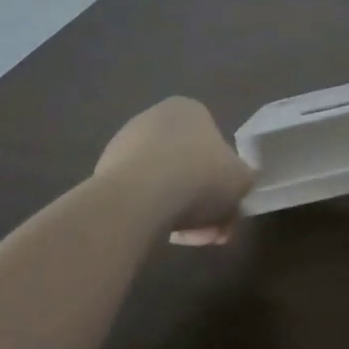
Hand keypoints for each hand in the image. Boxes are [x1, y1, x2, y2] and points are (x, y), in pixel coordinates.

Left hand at [94, 97, 253, 243]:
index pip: (214, 144)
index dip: (225, 180)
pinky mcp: (103, 174)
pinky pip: (138, 197)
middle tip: (212, 231)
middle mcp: (155, 118)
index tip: (227, 207)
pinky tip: (158, 236)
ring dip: (179, 212)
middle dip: (203, 201)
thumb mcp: (242, 179)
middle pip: (189, 167)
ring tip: (186, 239)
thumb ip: (245, 178)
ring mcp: (124, 145)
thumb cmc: (200, 177)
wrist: (138, 198)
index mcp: (189, 109)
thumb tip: (240, 183)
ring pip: (164, 185)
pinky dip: (151, 215)